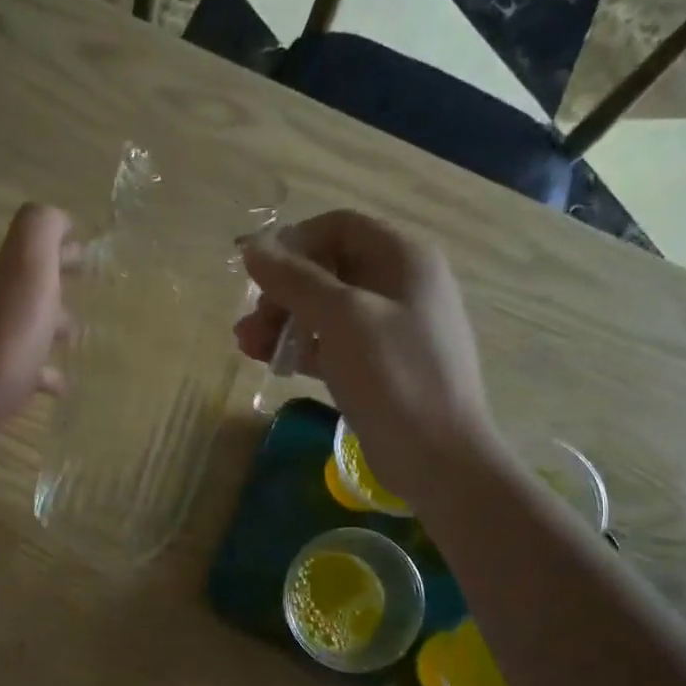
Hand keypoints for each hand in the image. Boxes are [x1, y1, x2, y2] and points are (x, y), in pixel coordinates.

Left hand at [0, 203, 71, 432]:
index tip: (88, 255)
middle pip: (26, 288)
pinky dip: (42, 373)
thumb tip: (59, 216)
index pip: (32, 248)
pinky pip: (21, 372)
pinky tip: (57, 388)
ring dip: (50, 329)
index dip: (60, 248)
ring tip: (78, 342)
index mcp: (1, 275)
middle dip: (56, 287)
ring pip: (24, 328)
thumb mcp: (26, 272)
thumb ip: (40, 234)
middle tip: (88, 295)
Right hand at [236, 211, 492, 506]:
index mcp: (404, 259)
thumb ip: (296, 279)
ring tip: (247, 347)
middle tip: (251, 322)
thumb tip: (253, 246)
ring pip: (327, 310)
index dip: (293, 243)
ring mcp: (391, 329)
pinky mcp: (379, 367)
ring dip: (284, 322)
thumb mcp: (342, 319)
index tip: (254, 271)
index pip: (339, 227)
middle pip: (329, 269)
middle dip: (283, 291)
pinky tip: (274, 363)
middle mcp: (400, 286)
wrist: (438, 458)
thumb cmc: (394, 377)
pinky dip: (303, 349)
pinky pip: (334, 344)